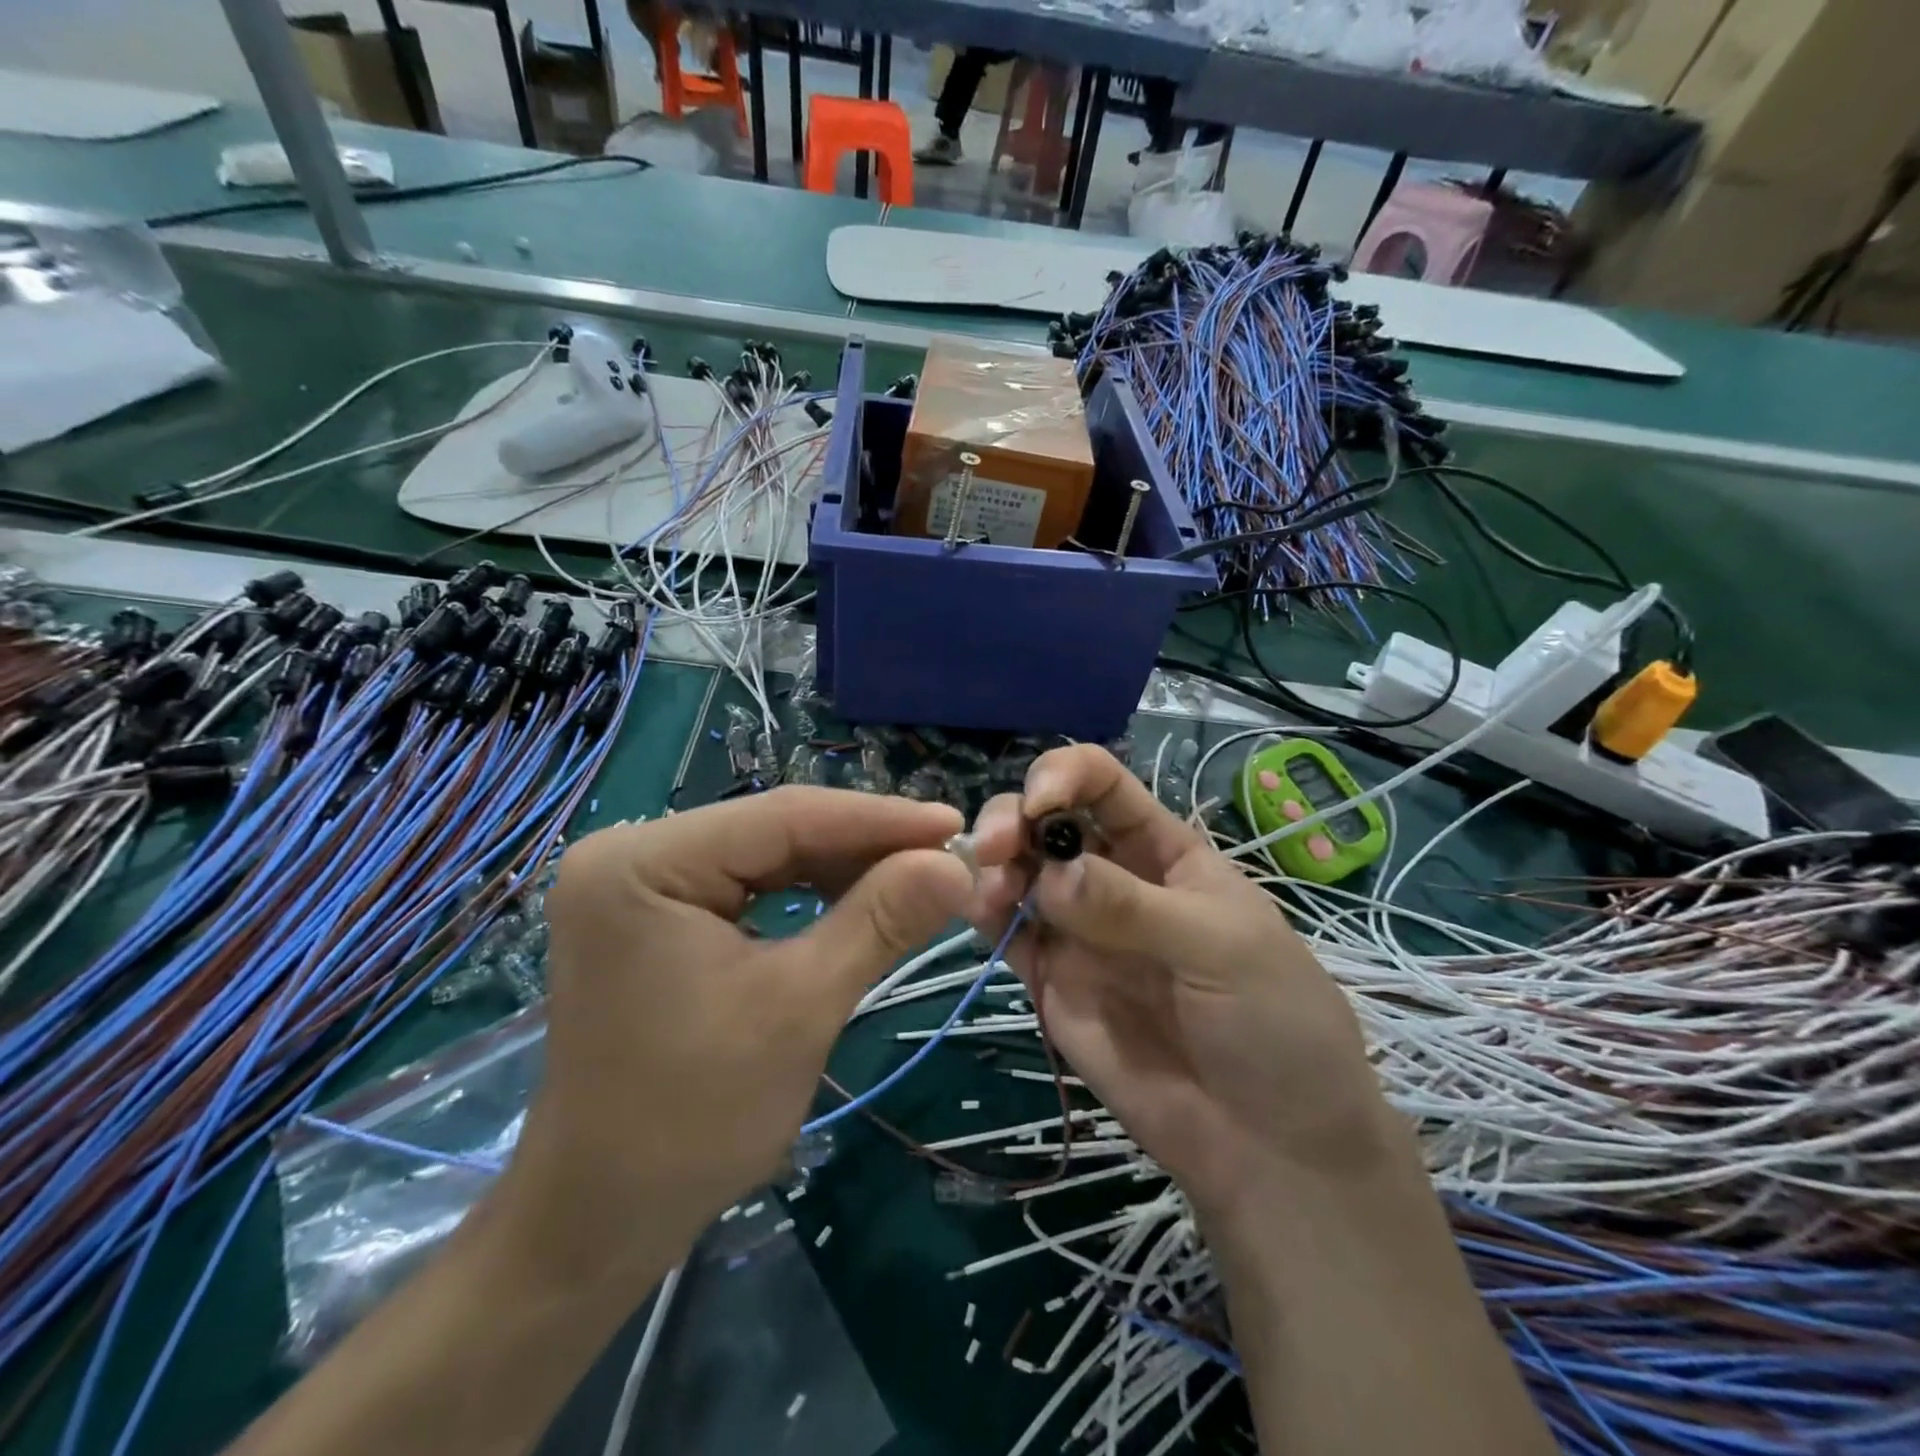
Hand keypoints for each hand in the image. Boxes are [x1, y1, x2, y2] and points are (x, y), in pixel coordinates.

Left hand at [490, 788, 974, 1290]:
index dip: (879, 819)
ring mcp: (639, 882)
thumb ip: (880, 920)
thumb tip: (956, 864)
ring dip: (843, 867)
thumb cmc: (695, 1117)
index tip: (955, 825)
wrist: (602, 1217)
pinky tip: (861, 897)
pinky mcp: (655, 913)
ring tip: (918, 874)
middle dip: (865, 845)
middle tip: (947, 854)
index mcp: (643, 862)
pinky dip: (809, 892)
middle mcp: (631, 852)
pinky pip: (748, 884)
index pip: (783, 816)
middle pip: (774, 830)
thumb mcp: (801, 1006)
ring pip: (767, 854)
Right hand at [968, 745, 1402, 1227]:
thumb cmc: (1274, 1024)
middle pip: (1046, 821)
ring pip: (1018, 872)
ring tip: (992, 895)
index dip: (1065, 774)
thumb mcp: (1221, 948)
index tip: (1038, 802)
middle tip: (995, 847)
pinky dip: (985, 916)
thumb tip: (1052, 874)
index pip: (1102, 783)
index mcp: (1162, 850)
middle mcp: (1111, 877)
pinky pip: (1008, 934)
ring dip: (993, 866)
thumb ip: (1132, 907)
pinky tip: (981, 916)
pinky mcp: (1052, 980)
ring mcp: (1077, 929)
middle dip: (1013, 818)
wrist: (1272, 1146)